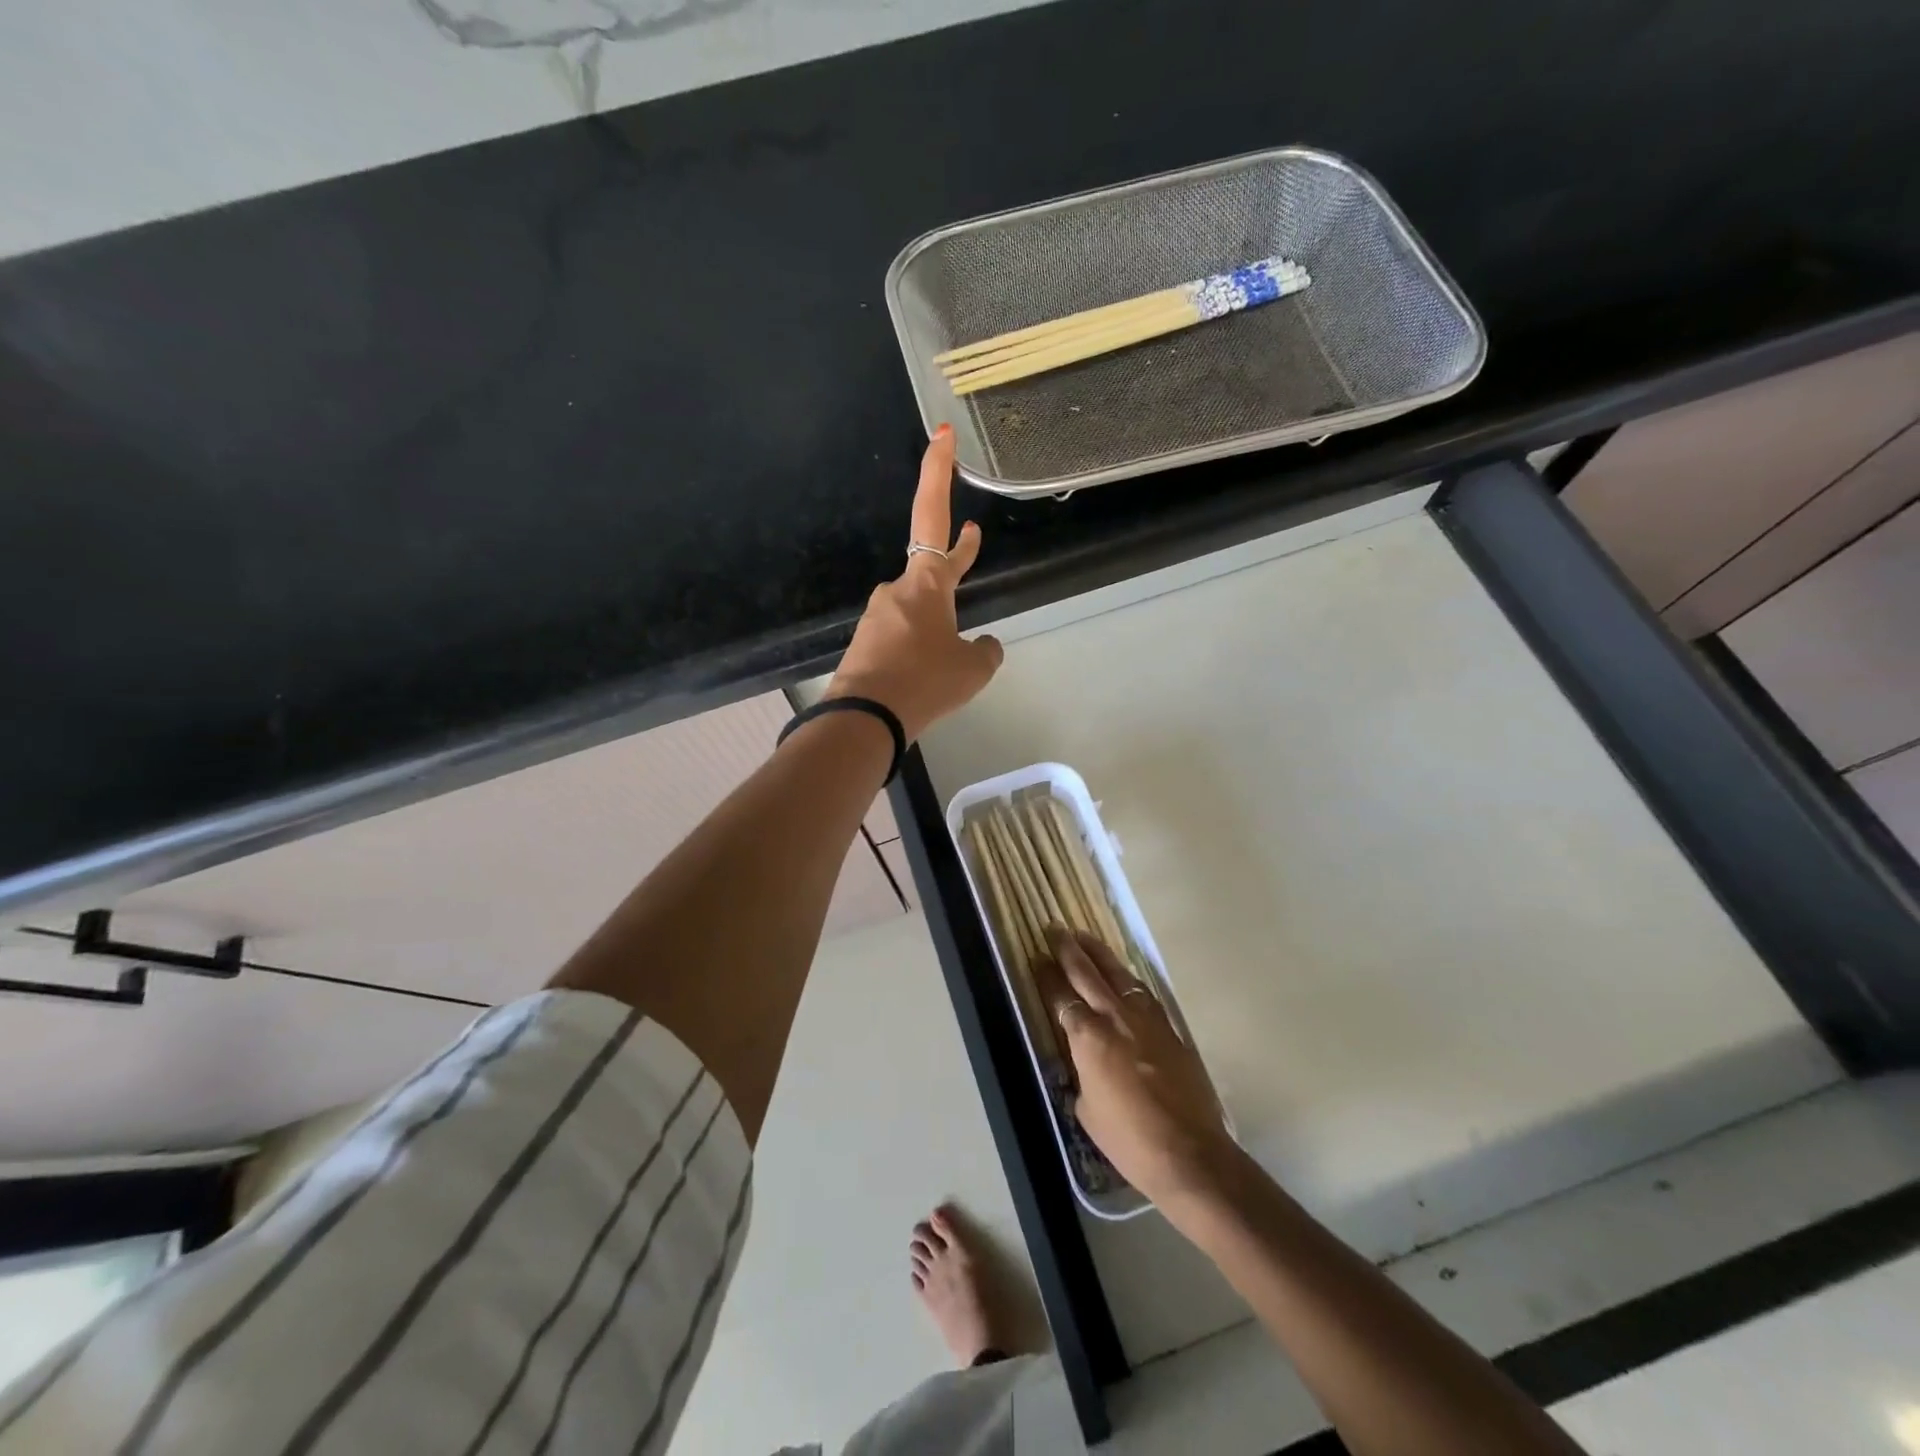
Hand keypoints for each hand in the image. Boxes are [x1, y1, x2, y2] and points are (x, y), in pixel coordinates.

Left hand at [824, 425, 1003, 741]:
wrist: (865, 718)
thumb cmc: (926, 681)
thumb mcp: (974, 669)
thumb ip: (985, 651)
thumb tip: (983, 646)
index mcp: (926, 582)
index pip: (933, 514)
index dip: (938, 472)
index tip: (941, 434)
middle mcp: (898, 590)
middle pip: (932, 566)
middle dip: (955, 557)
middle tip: (970, 538)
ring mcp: (878, 616)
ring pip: (919, 610)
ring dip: (938, 621)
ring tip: (950, 656)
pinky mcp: (867, 643)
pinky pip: (903, 637)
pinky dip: (920, 647)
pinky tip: (926, 674)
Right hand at [1032, 927, 1241, 1208]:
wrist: (1189, 1153)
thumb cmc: (1129, 1139)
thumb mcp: (1088, 1109)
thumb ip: (1082, 1073)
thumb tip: (1085, 1062)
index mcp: (1088, 1037)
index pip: (1061, 997)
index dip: (1047, 976)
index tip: (1037, 958)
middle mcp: (1115, 1017)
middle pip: (1087, 973)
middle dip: (1069, 949)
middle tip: (1055, 929)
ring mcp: (1146, 1019)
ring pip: (1118, 974)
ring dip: (1099, 954)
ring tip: (1085, 937)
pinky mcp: (1170, 1029)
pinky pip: (1143, 992)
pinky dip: (1127, 978)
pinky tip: (1123, 975)